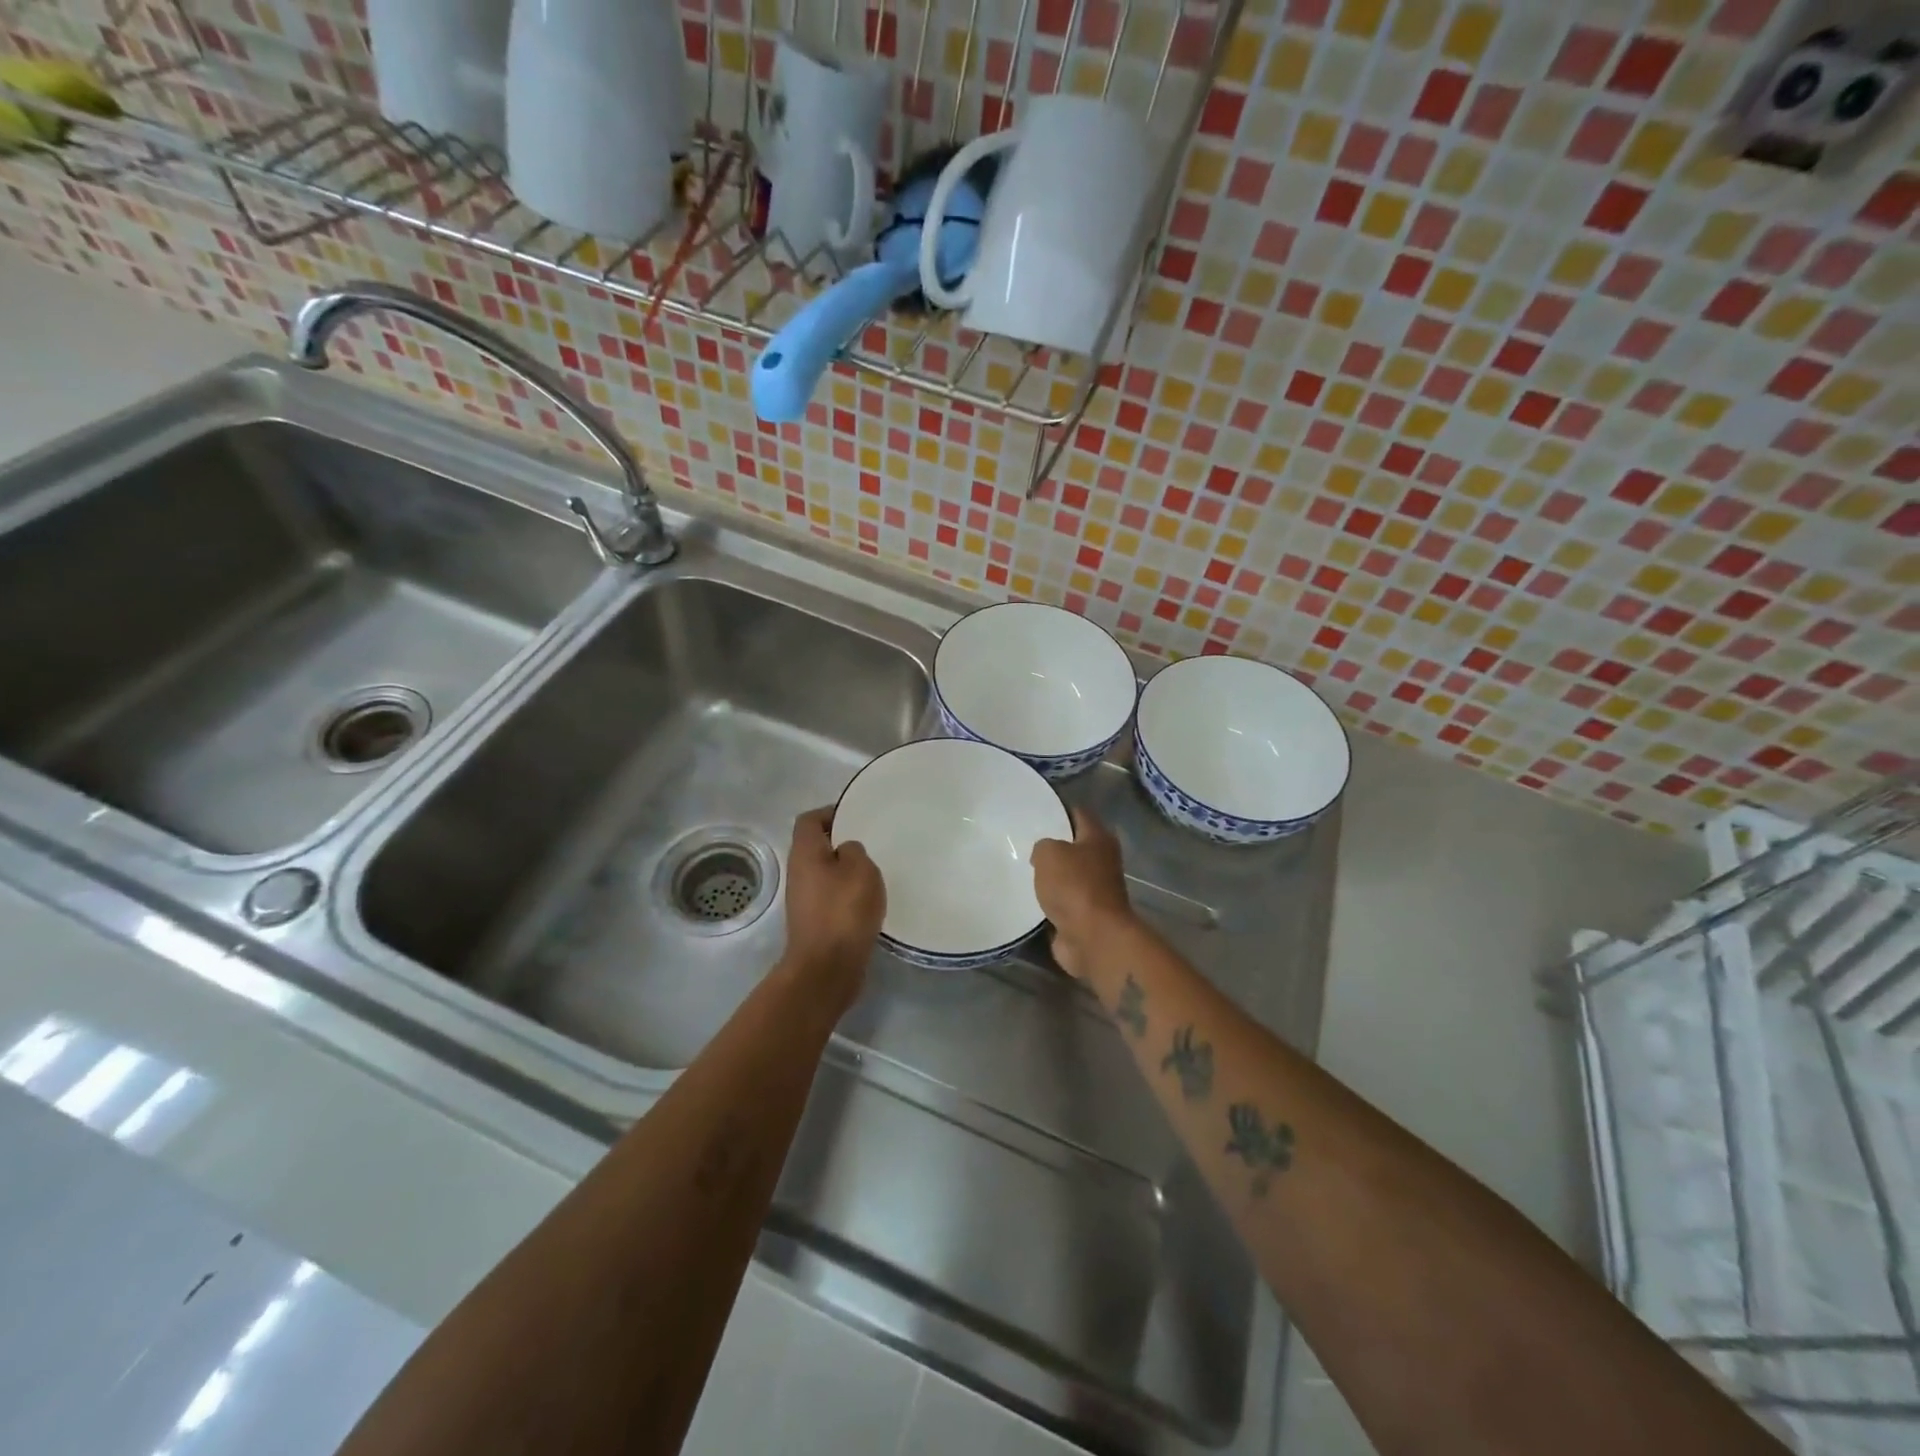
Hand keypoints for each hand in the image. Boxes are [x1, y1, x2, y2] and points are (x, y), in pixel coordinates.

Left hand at [780, 806, 885, 1007]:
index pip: (810, 820)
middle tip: (871, 842)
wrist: (827, 968)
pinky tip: (869, 901)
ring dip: (845, 870)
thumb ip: (854, 851)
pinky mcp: (814, 922)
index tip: (856, 814)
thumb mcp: (860, 869)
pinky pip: (831, 897)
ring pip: (825, 873)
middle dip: (841, 842)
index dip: (830, 812)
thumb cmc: (844, 911)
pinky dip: (847, 894)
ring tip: (874, 872)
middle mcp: (798, 873)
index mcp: (805, 853)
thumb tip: (846, 852)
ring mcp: (804, 900)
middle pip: (816, 846)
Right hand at [1030, 807, 1133, 980]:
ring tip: (1021, 867)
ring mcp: (1095, 889)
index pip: (1078, 813)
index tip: (1035, 809)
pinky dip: (1049, 900)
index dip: (1058, 809)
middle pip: (1074, 845)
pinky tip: (1028, 895)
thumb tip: (1043, 854)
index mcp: (1099, 838)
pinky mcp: (1085, 915)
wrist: (1093, 937)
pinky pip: (1062, 900)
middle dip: (1052, 844)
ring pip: (1067, 874)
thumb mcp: (1049, 853)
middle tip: (1022, 840)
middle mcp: (1102, 861)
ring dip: (1050, 874)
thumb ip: (1042, 845)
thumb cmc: (1074, 886)